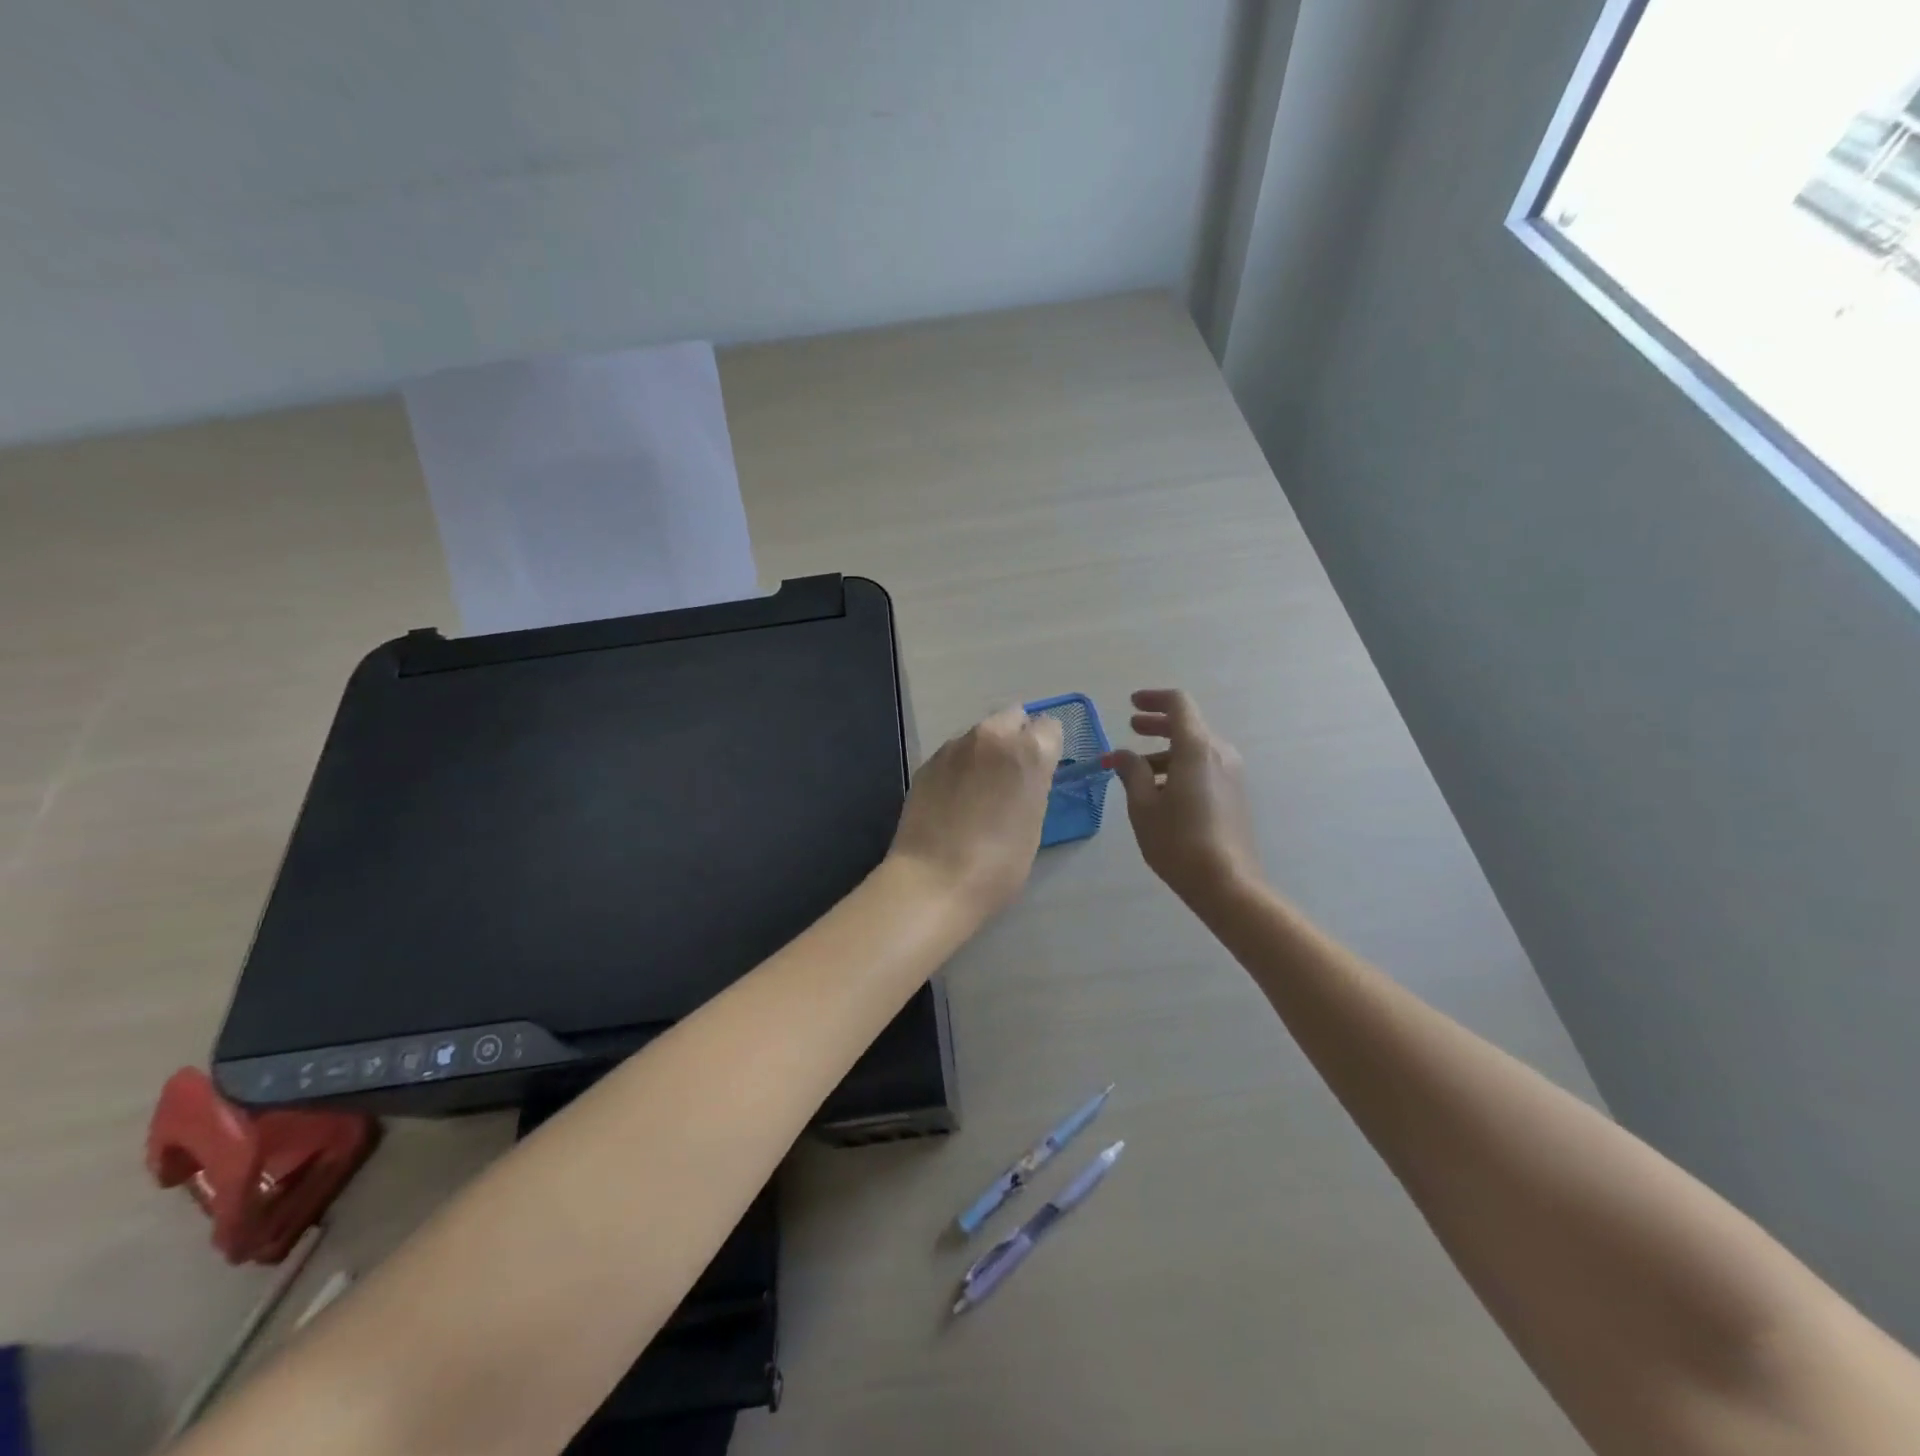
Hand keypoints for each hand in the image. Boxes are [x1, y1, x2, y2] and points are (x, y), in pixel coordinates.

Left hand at [887, 706, 1064, 918]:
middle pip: (1012, 718)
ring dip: (985, 751)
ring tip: (979, 789)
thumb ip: (1033, 785)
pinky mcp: (927, 762)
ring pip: (980, 734)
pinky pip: (954, 753)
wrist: (934, 880)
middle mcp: (992, 736)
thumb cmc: (998, 864)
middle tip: (1011, 775)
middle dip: (1016, 737)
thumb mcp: (1034, 823)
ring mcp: (954, 747)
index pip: (1050, 727)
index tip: (1041, 771)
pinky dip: (960, 766)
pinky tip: (954, 798)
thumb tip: (1024, 776)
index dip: (1047, 748)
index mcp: (1029, 751)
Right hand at [1109, 689, 1261, 906]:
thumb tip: (1121, 754)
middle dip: (1157, 724)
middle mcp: (1219, 753)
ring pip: (1196, 748)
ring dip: (1166, 750)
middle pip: (1188, 725)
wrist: (1227, 883)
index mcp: (1196, 748)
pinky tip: (1161, 790)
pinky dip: (1181, 766)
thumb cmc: (1178, 841)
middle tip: (1132, 728)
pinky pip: (1205, 766)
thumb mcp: (1143, 806)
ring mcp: (1232, 774)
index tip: (1132, 704)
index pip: (1178, 704)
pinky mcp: (1235, 794)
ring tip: (1138, 770)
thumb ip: (1131, 772)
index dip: (1153, 699)